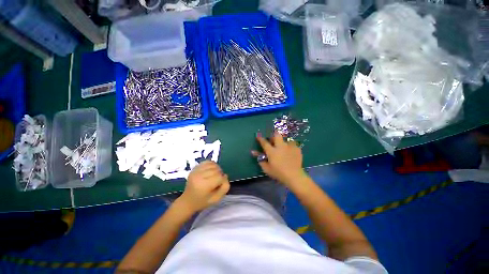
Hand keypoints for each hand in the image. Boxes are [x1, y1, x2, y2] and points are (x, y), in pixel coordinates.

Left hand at [177, 161, 229, 212]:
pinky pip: (207, 162)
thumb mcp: (216, 199)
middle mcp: (199, 176)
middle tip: (218, 180)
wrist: (187, 201)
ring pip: (212, 164)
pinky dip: (212, 164)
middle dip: (220, 174)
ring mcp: (196, 171)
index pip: (219, 177)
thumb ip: (224, 188)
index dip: (223, 180)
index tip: (220, 184)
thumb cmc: (203, 201)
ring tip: (215, 174)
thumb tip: (225, 175)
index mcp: (204, 186)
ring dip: (217, 168)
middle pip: (216, 170)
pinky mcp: (194, 168)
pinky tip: (211, 170)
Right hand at [252, 132, 306, 186]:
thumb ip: (260, 159)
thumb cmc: (278, 173)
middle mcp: (280, 146)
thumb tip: (253, 152)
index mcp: (272, 151)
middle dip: (274, 135)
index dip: (260, 139)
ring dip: (283, 142)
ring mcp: (290, 147)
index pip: (264, 142)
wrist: (294, 176)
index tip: (258, 136)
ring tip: (284, 148)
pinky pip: (293, 145)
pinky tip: (290, 152)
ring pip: (285, 139)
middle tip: (273, 140)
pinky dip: (290, 147)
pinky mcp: (297, 149)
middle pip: (276, 135)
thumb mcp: (267, 168)